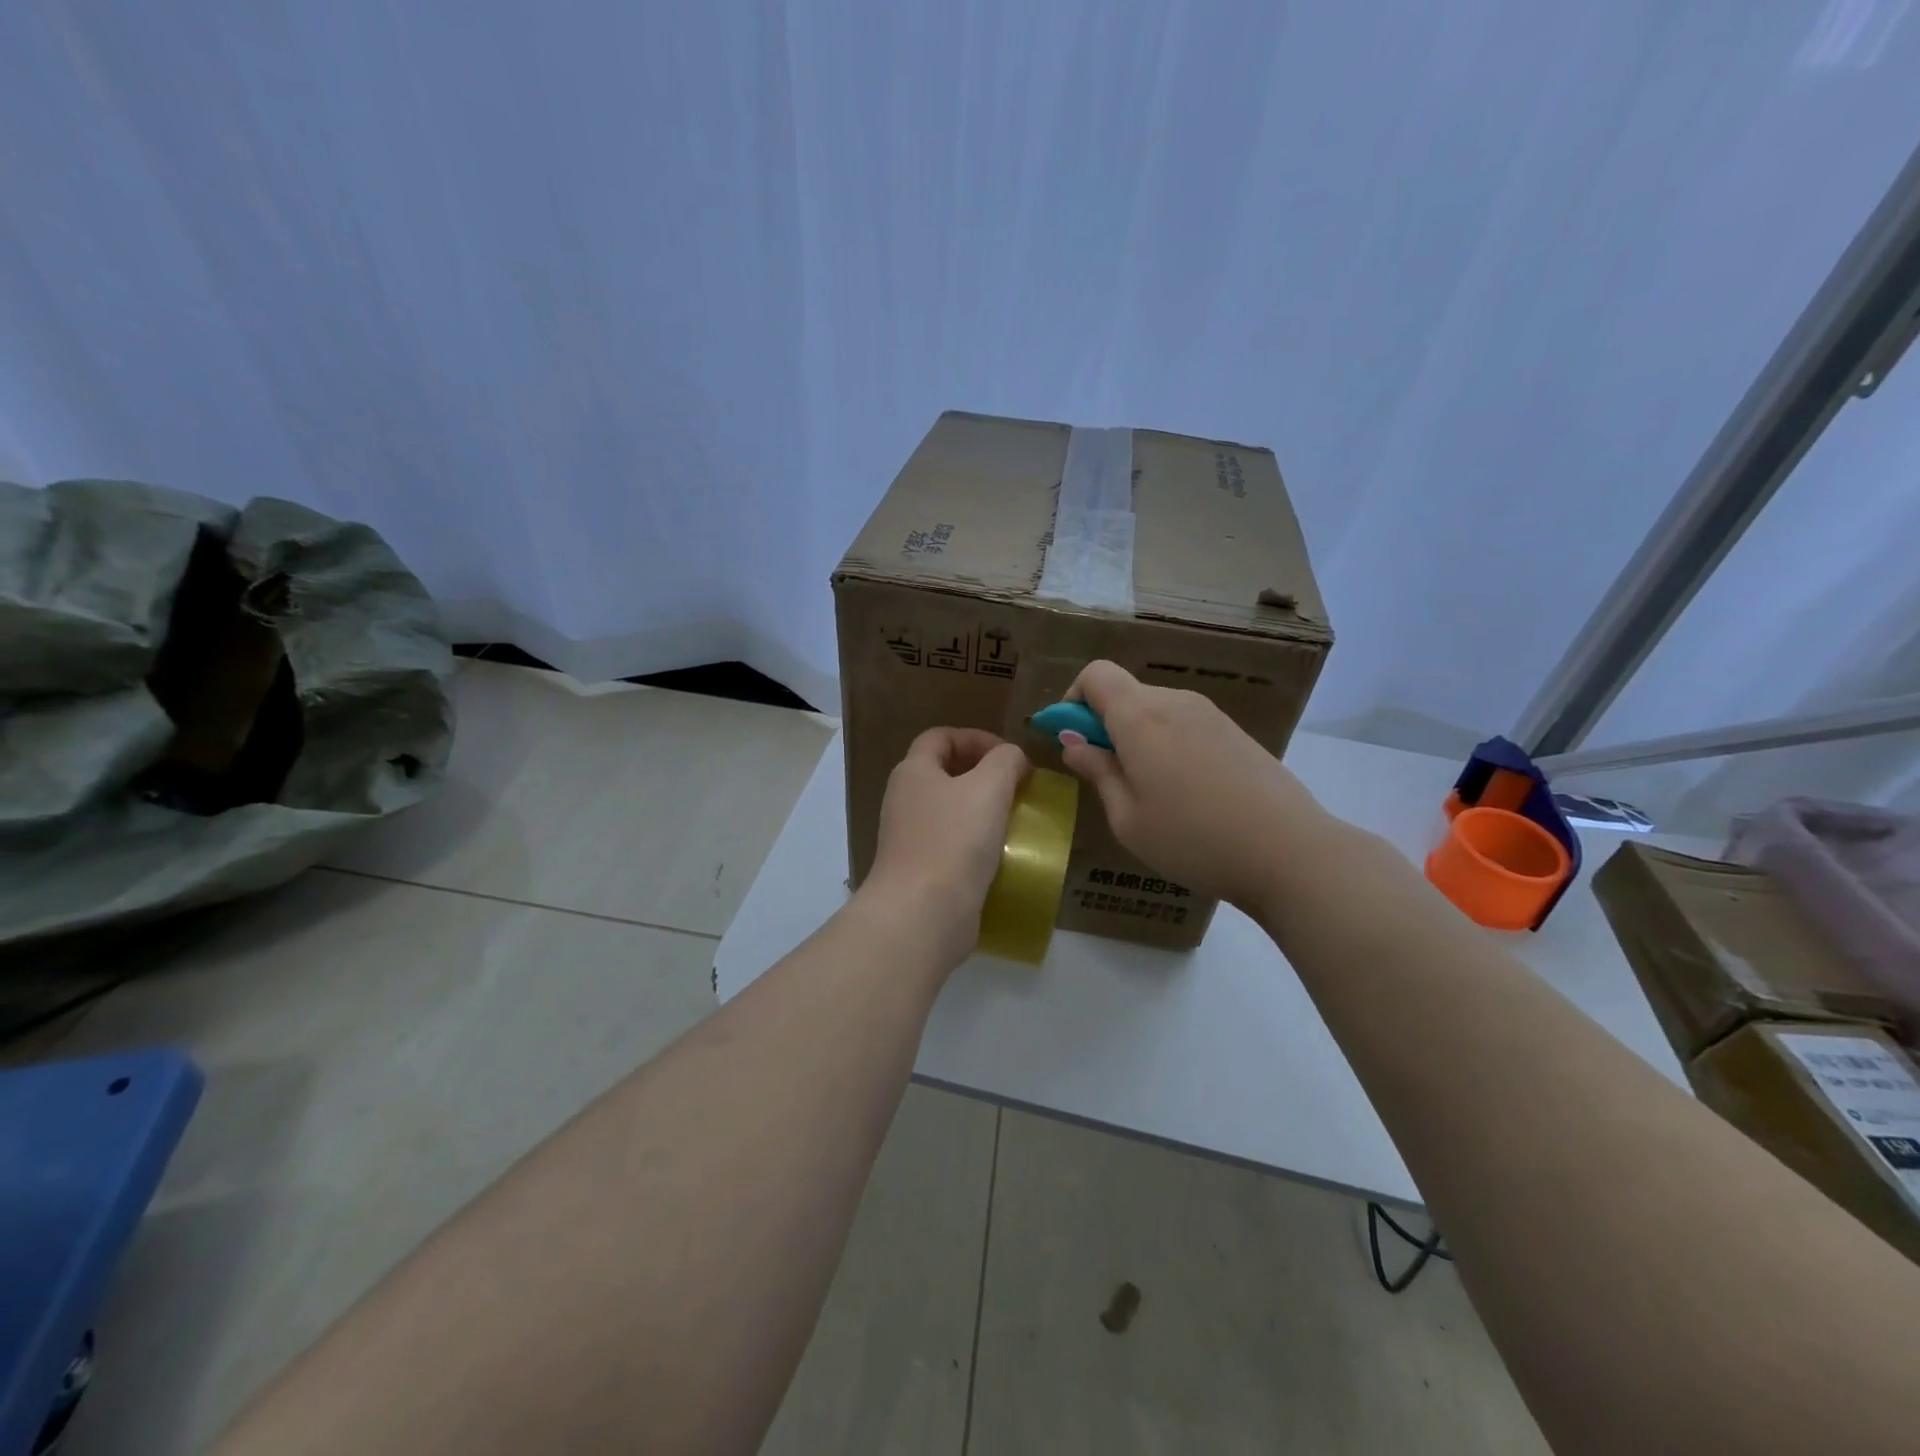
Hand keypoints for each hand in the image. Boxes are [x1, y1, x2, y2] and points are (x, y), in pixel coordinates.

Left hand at [859, 727, 1029, 970]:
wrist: (923, 914)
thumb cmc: (954, 840)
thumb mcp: (989, 787)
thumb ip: (1006, 761)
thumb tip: (1012, 759)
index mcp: (913, 771)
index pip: (940, 736)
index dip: (976, 737)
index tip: (1010, 756)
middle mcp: (905, 799)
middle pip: (945, 772)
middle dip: (983, 774)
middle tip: (1017, 787)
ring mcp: (910, 837)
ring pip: (951, 811)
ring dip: (983, 810)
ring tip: (1015, 819)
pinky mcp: (921, 870)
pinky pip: (952, 844)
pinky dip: (977, 843)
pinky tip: (1003, 854)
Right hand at [1058, 661, 1328, 910]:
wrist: (1289, 851)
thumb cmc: (1192, 839)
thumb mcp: (1127, 818)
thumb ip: (1097, 772)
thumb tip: (1073, 743)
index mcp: (1140, 717)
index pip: (1096, 675)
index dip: (1074, 700)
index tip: (1073, 740)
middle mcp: (1175, 702)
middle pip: (1126, 693)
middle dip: (1104, 724)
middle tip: (1107, 777)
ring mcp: (1210, 714)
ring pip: (1156, 709)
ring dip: (1138, 736)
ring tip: (1150, 792)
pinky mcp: (1236, 731)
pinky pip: (1185, 724)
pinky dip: (1168, 744)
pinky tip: (1186, 792)